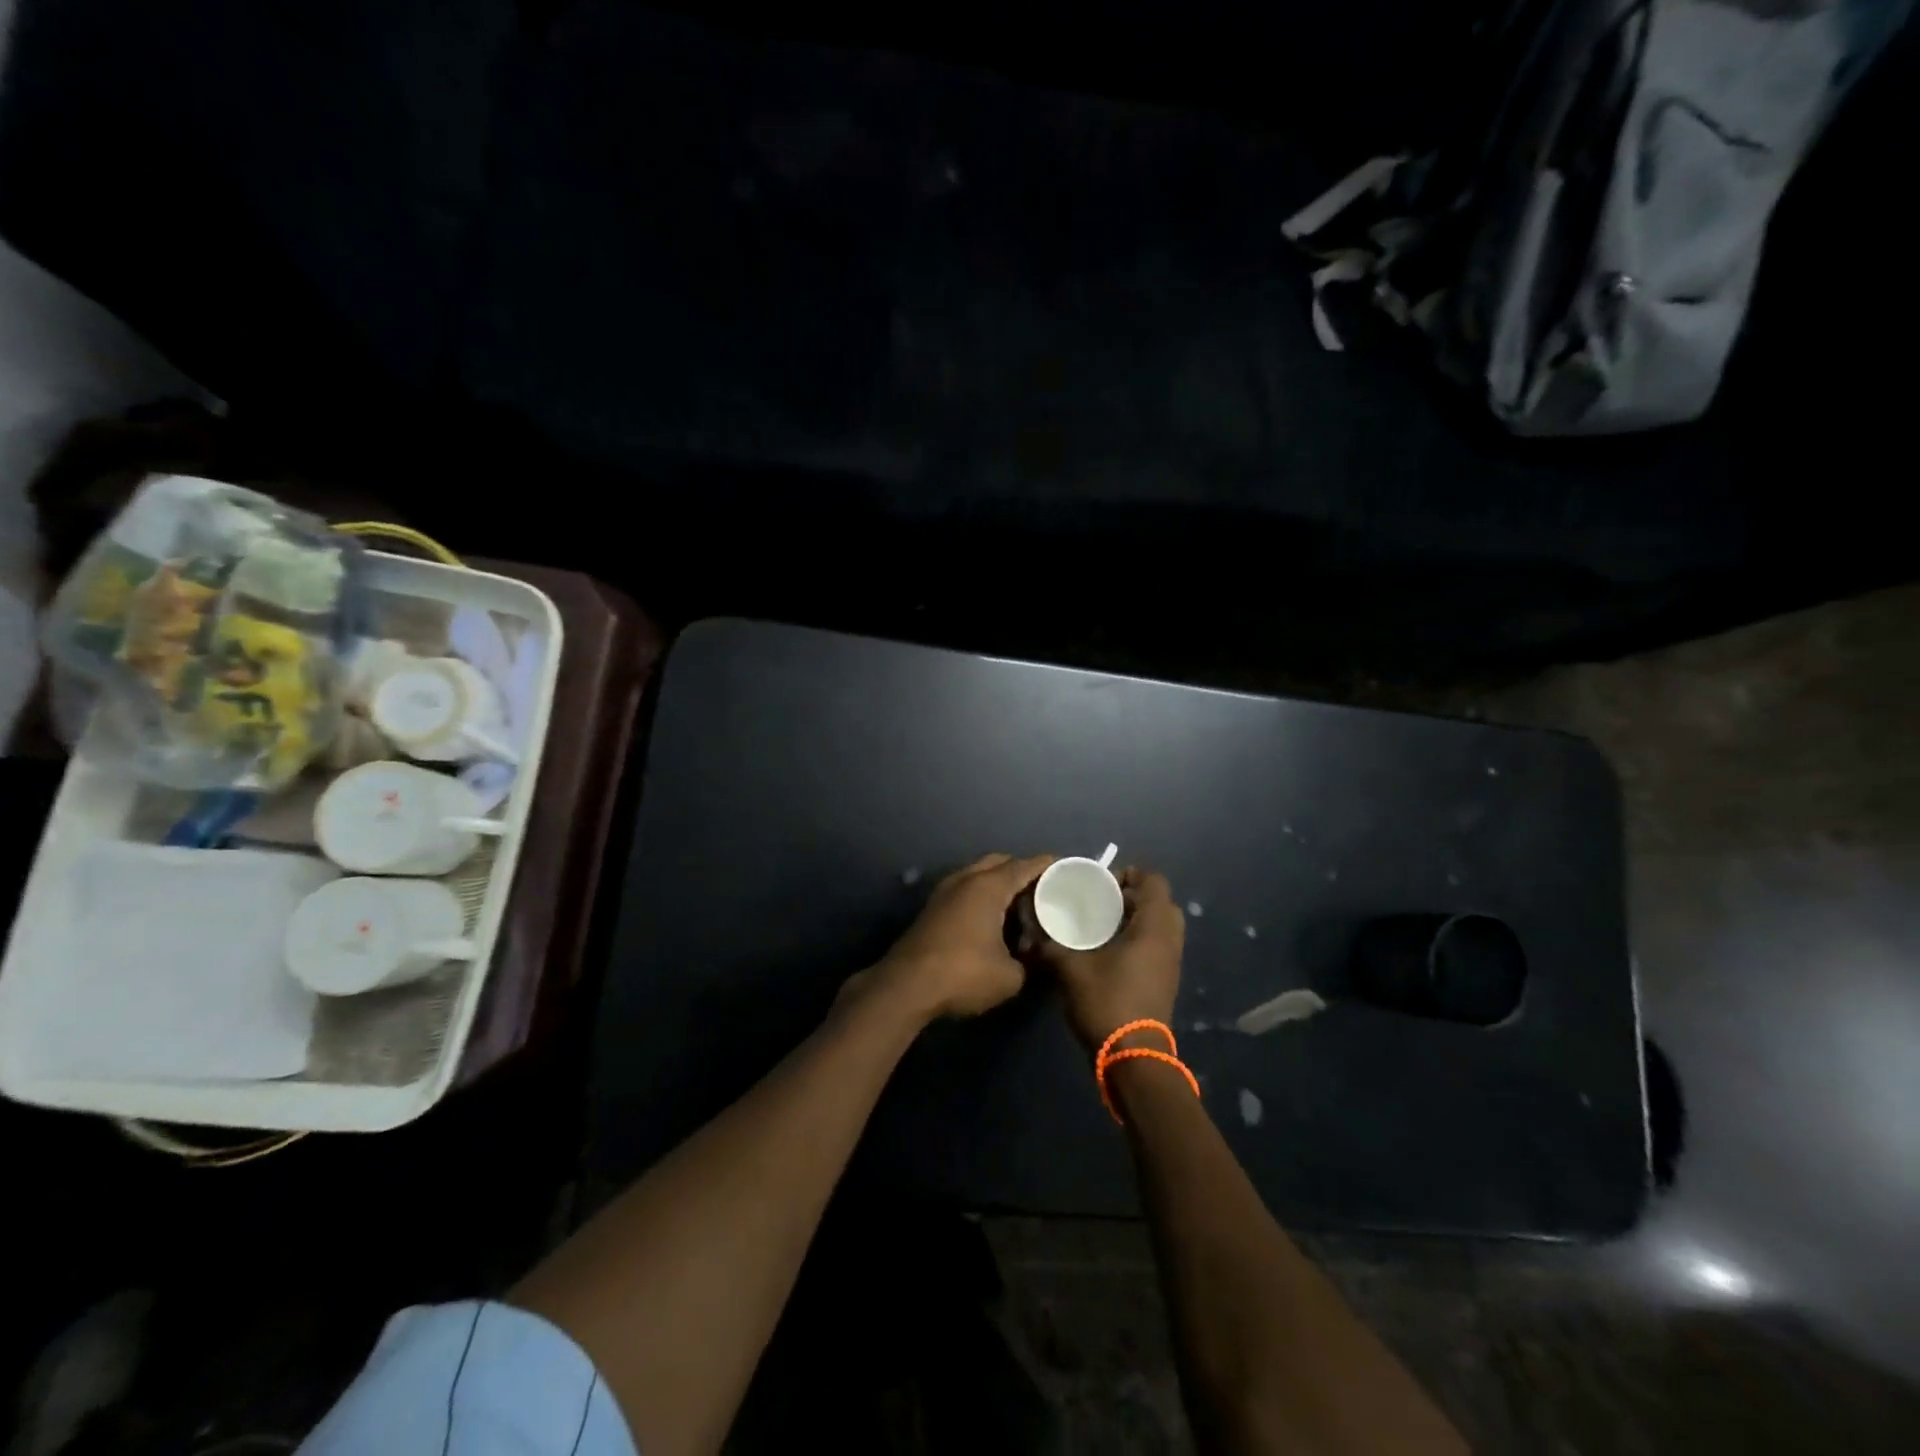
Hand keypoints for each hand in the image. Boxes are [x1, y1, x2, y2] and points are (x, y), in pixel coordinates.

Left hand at [862, 852, 1054, 1020]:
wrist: (907, 987)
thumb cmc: (963, 974)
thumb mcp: (1010, 976)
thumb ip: (1029, 961)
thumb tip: (1033, 956)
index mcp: (989, 886)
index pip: (1026, 866)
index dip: (1049, 866)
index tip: (1068, 869)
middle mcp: (966, 879)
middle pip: (1001, 863)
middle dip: (1023, 872)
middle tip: (1044, 892)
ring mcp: (945, 891)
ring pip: (980, 875)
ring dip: (1000, 885)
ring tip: (1021, 908)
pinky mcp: (933, 908)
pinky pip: (966, 889)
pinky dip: (983, 896)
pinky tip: (993, 921)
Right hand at [1034, 867, 1184, 1052]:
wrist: (1132, 1058)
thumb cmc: (1106, 1002)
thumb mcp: (1069, 968)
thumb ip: (1049, 944)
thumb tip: (1031, 932)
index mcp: (1153, 927)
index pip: (1154, 881)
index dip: (1128, 874)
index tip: (1100, 884)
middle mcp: (1169, 940)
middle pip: (1159, 901)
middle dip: (1131, 896)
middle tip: (1100, 902)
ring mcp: (1170, 962)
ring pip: (1159, 925)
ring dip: (1134, 919)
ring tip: (1100, 924)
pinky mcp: (1165, 980)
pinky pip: (1156, 945)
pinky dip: (1137, 939)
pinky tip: (1107, 950)